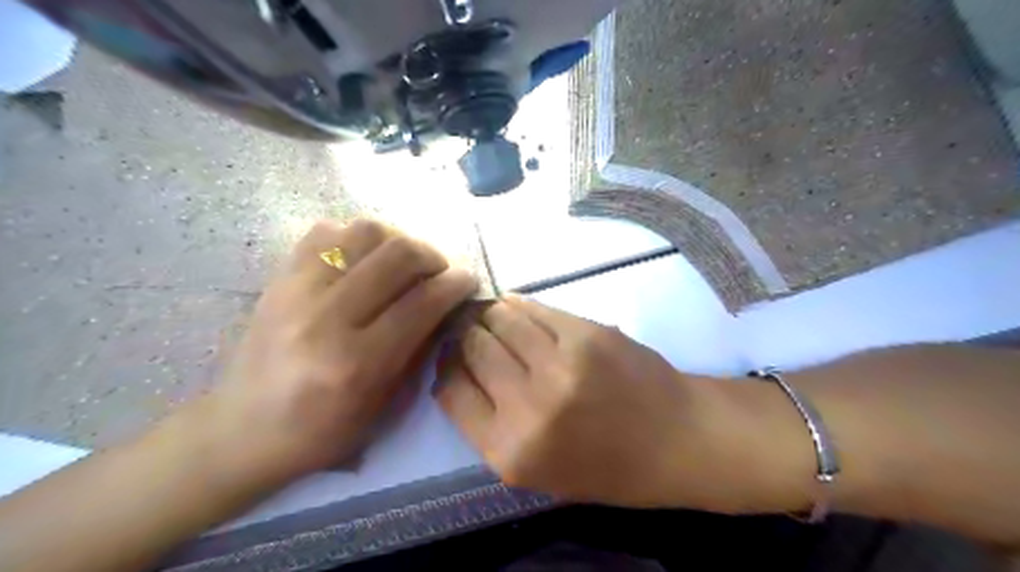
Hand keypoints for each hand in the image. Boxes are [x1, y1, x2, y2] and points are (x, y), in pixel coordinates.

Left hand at [205, 220, 482, 483]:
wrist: (242, 430)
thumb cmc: (321, 431)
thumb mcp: (384, 406)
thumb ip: (419, 349)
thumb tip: (446, 305)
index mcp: (356, 362)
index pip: (422, 302)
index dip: (456, 283)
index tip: (468, 280)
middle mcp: (326, 318)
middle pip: (398, 255)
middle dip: (433, 256)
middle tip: (439, 270)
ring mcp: (297, 291)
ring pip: (364, 232)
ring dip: (397, 240)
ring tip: (403, 261)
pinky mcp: (278, 278)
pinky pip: (325, 232)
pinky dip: (355, 237)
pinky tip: (364, 258)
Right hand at [434, 298, 769, 510]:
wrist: (679, 439)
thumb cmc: (609, 467)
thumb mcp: (538, 472)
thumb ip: (491, 428)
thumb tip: (459, 374)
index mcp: (511, 452)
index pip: (451, 392)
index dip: (447, 368)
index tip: (452, 358)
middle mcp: (527, 406)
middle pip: (471, 348)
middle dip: (465, 336)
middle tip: (471, 331)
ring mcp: (558, 364)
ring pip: (499, 319)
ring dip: (490, 315)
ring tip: (493, 317)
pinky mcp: (585, 333)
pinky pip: (533, 308)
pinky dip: (518, 305)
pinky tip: (516, 307)